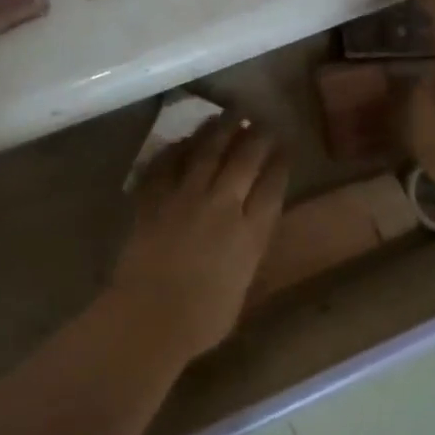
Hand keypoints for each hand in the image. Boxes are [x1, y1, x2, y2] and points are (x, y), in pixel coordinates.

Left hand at [108, 115, 288, 363]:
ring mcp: (185, 198)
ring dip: (219, 129)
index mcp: (250, 233)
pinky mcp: (154, 199)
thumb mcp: (241, 287)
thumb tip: (247, 233)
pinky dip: (176, 149)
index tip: (285, 145)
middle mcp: (222, 206)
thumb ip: (247, 253)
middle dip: (256, 136)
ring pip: (206, 151)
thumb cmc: (201, 320)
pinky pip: (166, 164)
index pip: (272, 185)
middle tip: (260, 120)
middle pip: (244, 159)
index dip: (280, 162)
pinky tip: (182, 140)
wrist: (149, 318)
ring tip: (228, 114)